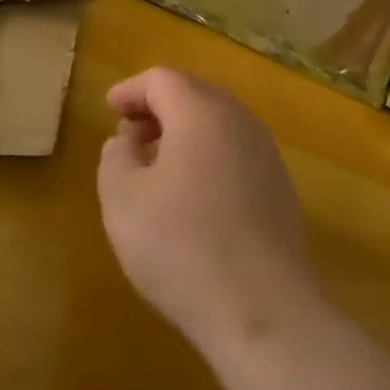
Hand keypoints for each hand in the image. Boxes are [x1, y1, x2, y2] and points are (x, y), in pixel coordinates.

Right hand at [97, 67, 321, 357]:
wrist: (263, 310)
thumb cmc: (181, 246)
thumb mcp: (123, 198)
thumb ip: (116, 156)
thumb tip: (127, 141)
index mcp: (201, 112)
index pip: (161, 79)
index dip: (130, 90)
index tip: (109, 110)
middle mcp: (240, 121)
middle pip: (194, 94)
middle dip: (158, 107)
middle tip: (130, 135)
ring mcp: (266, 154)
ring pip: (218, 123)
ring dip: (184, 132)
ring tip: (156, 165)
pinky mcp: (280, 188)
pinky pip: (236, 152)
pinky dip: (208, 155)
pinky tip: (192, 195)